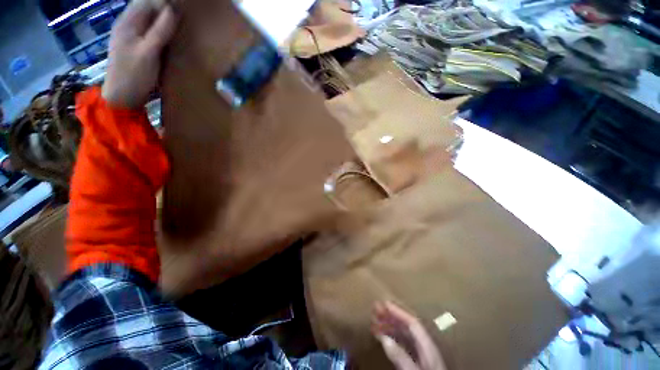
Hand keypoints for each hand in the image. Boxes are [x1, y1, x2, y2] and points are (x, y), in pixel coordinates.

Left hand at [102, 0, 177, 107]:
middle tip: (186, 11)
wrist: (122, 97)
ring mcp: (134, 37)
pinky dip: (164, 32)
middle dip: (166, 7)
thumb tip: (173, 9)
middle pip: (148, 9)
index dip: (163, 0)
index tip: (182, 3)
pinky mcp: (140, 48)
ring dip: (165, 19)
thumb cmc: (133, 74)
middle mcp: (130, 25)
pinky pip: (153, 33)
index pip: (146, 1)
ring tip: (183, 21)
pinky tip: (174, 36)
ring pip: (151, 21)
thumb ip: (159, 31)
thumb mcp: (148, 52)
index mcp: (128, 22)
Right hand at [372, 301, 446, 369]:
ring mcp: (422, 356)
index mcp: (428, 348)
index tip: (384, 304)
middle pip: (407, 326)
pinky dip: (392, 338)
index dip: (398, 312)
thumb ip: (402, 358)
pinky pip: (403, 345)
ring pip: (404, 335)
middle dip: (391, 316)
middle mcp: (425, 348)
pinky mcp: (418, 363)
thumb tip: (385, 339)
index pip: (413, 324)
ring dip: (390, 326)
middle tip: (375, 310)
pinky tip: (383, 338)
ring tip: (375, 322)